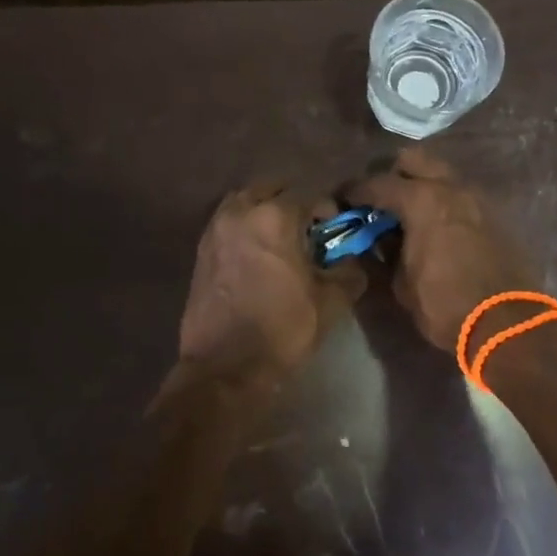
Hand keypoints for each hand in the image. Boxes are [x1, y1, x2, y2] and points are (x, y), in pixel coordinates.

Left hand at [174, 183, 364, 392]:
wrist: (225, 367)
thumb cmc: (282, 330)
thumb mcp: (330, 302)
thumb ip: (348, 271)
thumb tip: (355, 259)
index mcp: (275, 217)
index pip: (310, 194)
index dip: (327, 211)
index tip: (335, 232)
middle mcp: (241, 212)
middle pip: (272, 188)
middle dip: (293, 202)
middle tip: (307, 229)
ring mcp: (216, 229)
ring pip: (245, 201)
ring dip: (264, 209)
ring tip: (280, 238)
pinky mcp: (201, 249)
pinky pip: (228, 222)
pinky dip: (244, 226)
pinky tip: (257, 253)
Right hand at [352, 148, 540, 351]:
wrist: (508, 324)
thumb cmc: (445, 305)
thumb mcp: (402, 284)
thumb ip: (385, 254)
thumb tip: (377, 241)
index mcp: (422, 200)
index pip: (378, 184)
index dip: (355, 191)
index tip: (342, 200)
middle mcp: (450, 188)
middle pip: (414, 160)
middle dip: (393, 174)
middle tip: (380, 200)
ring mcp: (477, 198)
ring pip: (442, 175)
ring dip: (423, 187)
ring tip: (408, 214)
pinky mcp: (495, 215)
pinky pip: (461, 197)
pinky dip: (444, 203)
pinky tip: (436, 228)